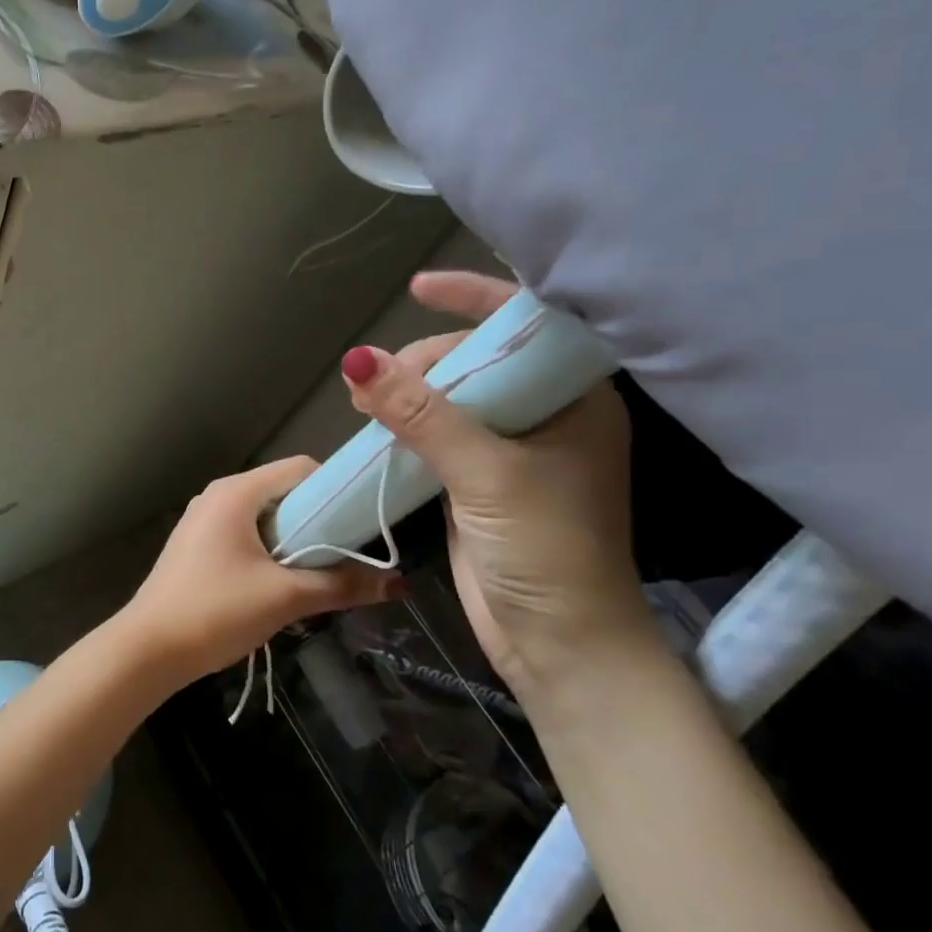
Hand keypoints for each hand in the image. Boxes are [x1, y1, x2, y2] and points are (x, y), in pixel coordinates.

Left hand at [125, 457, 401, 689]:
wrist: (148, 648)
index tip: (363, 525)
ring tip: (319, 574)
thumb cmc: (216, 611)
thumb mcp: (285, 598)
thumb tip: (397, 584)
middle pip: (284, 492)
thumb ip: (341, 585)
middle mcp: (218, 496)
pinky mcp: (196, 545)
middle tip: (347, 556)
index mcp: (236, 492)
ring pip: (265, 517)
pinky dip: (269, 550)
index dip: (337, 491)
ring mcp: (203, 520)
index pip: (301, 469)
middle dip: (318, 521)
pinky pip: (244, 534)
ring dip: (295, 541)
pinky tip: (281, 584)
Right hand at [344, 271, 654, 695]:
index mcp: (574, 401)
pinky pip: (437, 437)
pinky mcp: (479, 482)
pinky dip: (406, 429)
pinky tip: (377, 428)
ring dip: (409, 395)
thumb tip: (357, 360)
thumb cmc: (547, 549)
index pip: (525, 328)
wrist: (558, 643)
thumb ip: (421, 414)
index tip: (419, 288)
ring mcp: (510, 450)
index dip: (474, 299)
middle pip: (477, 362)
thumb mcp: (486, 473)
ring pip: (451, 400)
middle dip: (426, 361)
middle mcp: (545, 416)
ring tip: (365, 400)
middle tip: (381, 383)